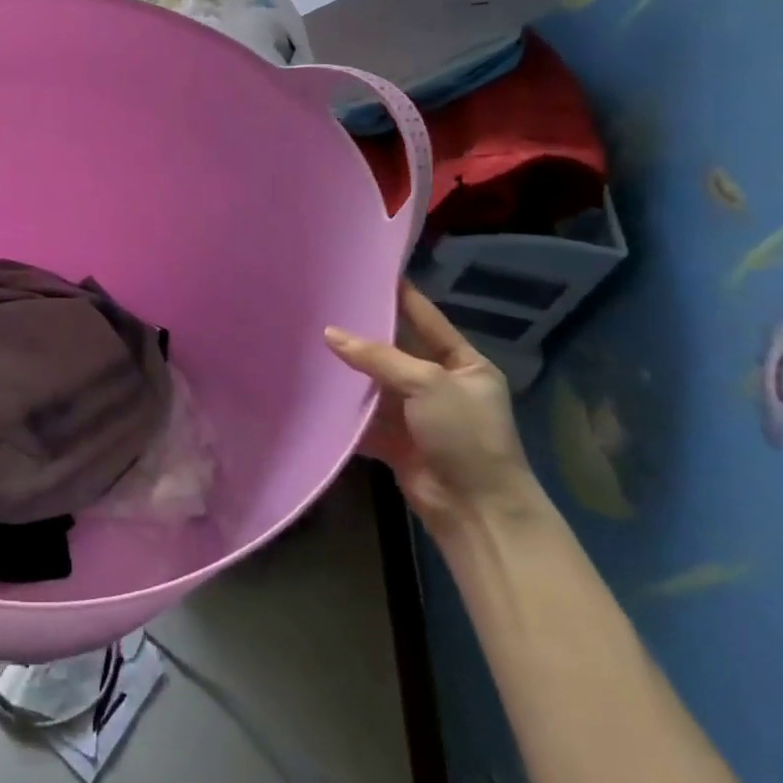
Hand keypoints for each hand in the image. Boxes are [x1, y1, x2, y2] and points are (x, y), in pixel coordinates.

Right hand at [325, 281, 537, 532]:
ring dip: (347, 370)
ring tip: (308, 339)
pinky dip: (341, 407)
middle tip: (324, 305)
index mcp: (463, 363)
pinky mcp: (393, 439)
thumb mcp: (428, 384)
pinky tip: (312, 388)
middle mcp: (439, 384)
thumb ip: (378, 357)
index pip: (426, 319)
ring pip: (374, 382)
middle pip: (394, 350)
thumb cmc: (465, 434)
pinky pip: (362, 416)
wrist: (475, 510)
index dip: (400, 296)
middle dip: (362, 333)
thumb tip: (329, 333)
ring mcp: (415, 413)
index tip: (369, 272)